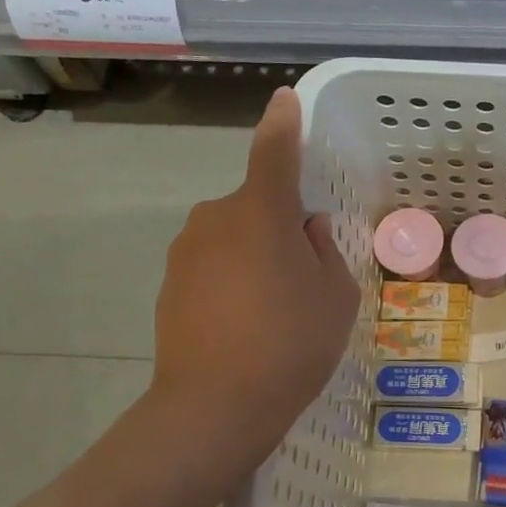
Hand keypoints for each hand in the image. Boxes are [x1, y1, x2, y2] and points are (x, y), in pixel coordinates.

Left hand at [149, 87, 358, 465]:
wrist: (214, 407)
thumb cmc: (291, 343)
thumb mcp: (336, 296)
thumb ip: (324, 250)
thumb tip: (306, 229)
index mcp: (261, 212)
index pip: (274, 152)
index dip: (283, 124)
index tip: (284, 99)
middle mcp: (216, 218)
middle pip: (257, 206)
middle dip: (280, 227)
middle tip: (303, 280)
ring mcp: (186, 251)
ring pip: (235, 237)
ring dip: (255, 256)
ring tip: (273, 313)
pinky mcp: (169, 284)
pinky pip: (213, 265)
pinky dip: (232, 281)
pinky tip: (244, 327)